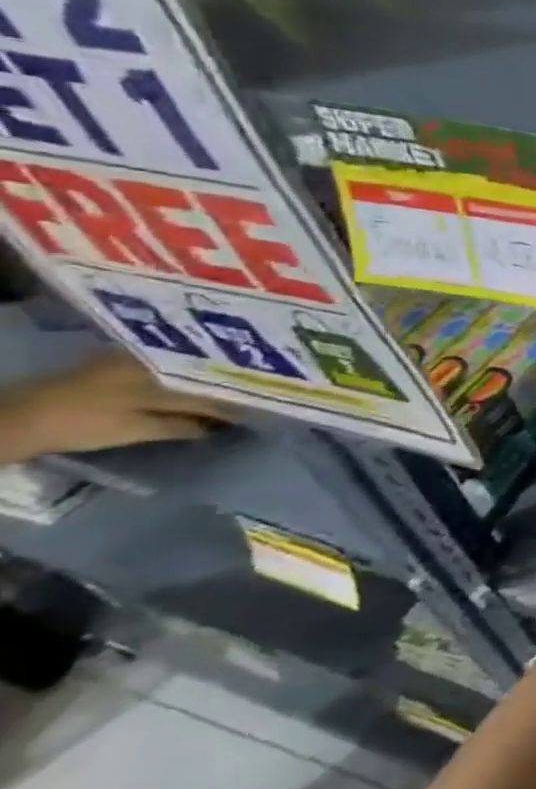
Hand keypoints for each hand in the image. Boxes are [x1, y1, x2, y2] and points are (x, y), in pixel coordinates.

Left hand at [0, 352, 232, 463]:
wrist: (19, 418)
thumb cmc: (83, 423)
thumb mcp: (136, 429)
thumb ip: (181, 425)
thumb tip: (220, 426)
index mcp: (164, 372)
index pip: (212, 386)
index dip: (235, 399)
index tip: (258, 409)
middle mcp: (155, 359)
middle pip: (201, 373)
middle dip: (224, 385)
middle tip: (248, 398)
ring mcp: (135, 359)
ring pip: (184, 369)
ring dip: (204, 381)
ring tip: (224, 392)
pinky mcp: (119, 363)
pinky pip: (166, 368)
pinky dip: (182, 379)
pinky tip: (190, 387)